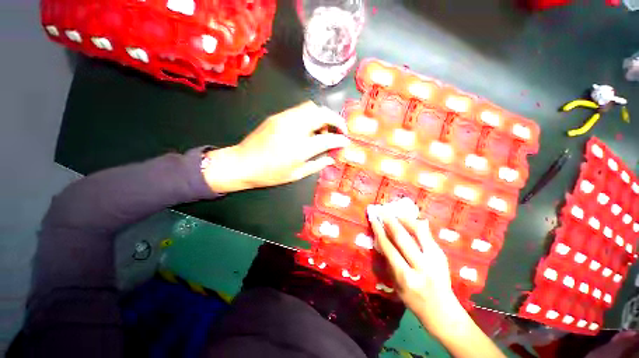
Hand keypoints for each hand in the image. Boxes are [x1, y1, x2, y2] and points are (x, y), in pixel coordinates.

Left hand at [203, 101, 348, 192]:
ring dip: (322, 116)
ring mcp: (284, 119)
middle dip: (336, 119)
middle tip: (339, 130)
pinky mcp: (277, 116)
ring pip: (311, 107)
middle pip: (322, 113)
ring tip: (323, 129)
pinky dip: (310, 115)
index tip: (346, 140)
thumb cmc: (269, 174)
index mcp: (300, 147)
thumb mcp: (296, 174)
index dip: (340, 138)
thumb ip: (317, 165)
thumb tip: (331, 158)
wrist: (242, 163)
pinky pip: (300, 110)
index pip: (328, 138)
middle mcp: (294, 128)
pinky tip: (308, 128)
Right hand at [368, 202, 505, 357]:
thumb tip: (382, 241)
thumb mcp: (396, 285)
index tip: (373, 219)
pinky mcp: (442, 256)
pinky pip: (428, 235)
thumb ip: (389, 262)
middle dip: (390, 222)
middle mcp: (421, 267)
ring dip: (405, 220)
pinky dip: (417, 225)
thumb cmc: (414, 301)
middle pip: (403, 238)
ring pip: (418, 233)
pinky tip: (410, 220)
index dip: (379, 231)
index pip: (389, 248)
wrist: (443, 312)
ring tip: (396, 212)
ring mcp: (434, 260)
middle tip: (383, 211)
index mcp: (406, 277)